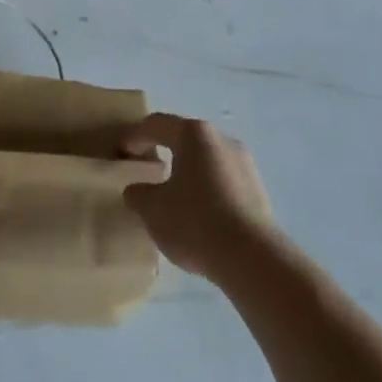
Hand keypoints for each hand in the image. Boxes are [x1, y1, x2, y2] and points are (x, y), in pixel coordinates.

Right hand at [122, 113, 273, 280]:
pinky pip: (225, 182)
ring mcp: (244, 163)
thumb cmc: (195, 222)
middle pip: (186, 139)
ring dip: (189, 173)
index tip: (122, 151)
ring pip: (207, 161)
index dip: (135, 136)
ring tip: (175, 196)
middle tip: (148, 168)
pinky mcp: (259, 190)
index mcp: (193, 134)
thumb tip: (136, 190)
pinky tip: (201, 216)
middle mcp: (221, 139)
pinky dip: (208, 191)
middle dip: (165, 151)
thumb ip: (139, 194)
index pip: (157, 125)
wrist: (252, 257)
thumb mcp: (153, 210)